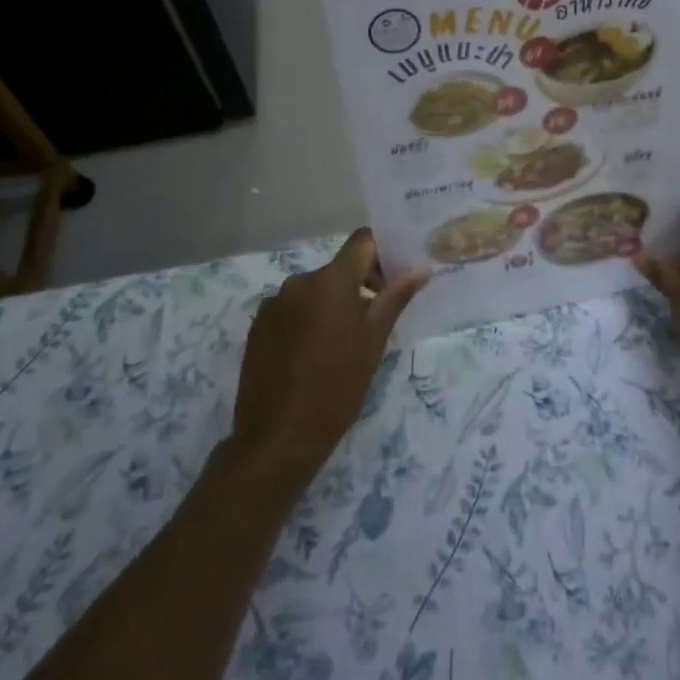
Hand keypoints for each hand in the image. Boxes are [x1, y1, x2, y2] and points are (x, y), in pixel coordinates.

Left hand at [230, 230, 426, 482]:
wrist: (277, 438)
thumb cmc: (336, 388)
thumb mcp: (374, 342)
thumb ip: (395, 298)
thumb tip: (421, 268)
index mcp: (331, 280)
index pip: (362, 241)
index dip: (382, 253)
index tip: (393, 282)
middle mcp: (299, 281)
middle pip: (339, 268)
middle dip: (360, 285)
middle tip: (374, 322)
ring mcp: (274, 303)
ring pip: (315, 290)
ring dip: (332, 305)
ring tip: (341, 346)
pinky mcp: (257, 326)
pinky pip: (292, 309)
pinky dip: (307, 320)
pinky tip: (312, 356)